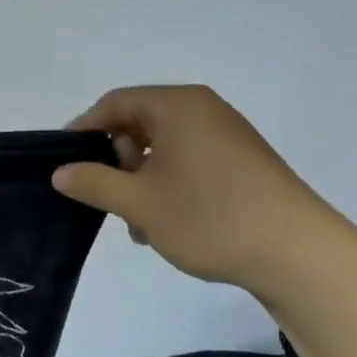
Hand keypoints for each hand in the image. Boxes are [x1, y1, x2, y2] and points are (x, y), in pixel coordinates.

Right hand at [51, 85, 340, 293]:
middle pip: (139, 123)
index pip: (115, 103)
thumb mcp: (139, 202)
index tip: (63, 163)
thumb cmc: (209, 216)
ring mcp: (226, 136)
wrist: (296, 252)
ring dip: (140, 181)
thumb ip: (93, 182)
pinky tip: (165, 223)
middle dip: (116, 162)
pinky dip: (167, 186)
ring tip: (138, 224)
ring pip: (162, 149)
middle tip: (107, 199)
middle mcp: (203, 111)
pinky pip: (187, 162)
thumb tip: (60, 172)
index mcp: (178, 106)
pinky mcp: (240, 162)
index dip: (83, 130)